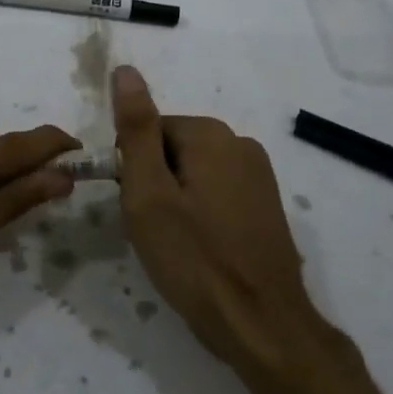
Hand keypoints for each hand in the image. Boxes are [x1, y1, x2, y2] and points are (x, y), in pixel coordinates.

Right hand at [112, 65, 351, 385]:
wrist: (260, 323)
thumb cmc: (194, 258)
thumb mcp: (149, 192)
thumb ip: (136, 128)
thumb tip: (125, 70)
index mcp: (212, 135)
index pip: (148, 131)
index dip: (133, 169)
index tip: (136, 208)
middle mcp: (241, 144)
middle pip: (172, 149)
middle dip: (155, 184)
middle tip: (153, 229)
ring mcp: (260, 176)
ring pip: (193, 174)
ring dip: (176, 201)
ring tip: (177, 243)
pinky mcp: (267, 205)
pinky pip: (217, 194)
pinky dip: (201, 215)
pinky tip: (201, 249)